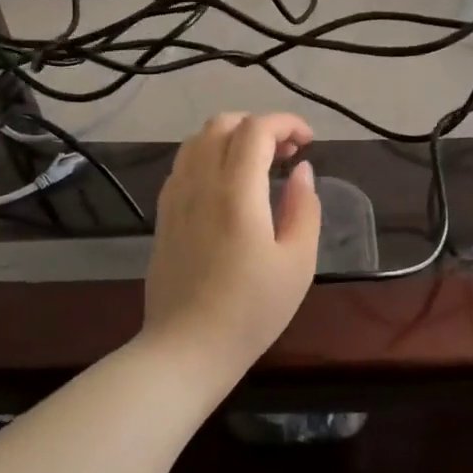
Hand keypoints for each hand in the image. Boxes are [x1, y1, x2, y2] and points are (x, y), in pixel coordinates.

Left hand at [142, 113, 321, 374]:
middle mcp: (200, 183)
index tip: (308, 141)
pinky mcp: (164, 215)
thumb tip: (301, 171)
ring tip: (258, 165)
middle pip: (223, 124)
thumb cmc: (251, 310)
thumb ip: (304, 208)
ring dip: (232, 137)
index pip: (256, 129)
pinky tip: (227, 186)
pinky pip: (183, 164)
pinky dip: (209, 156)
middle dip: (259, 126)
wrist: (186, 349)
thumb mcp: (297, 263)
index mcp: (236, 192)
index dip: (286, 123)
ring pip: (198, 140)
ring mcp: (175, 197)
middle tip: (286, 154)